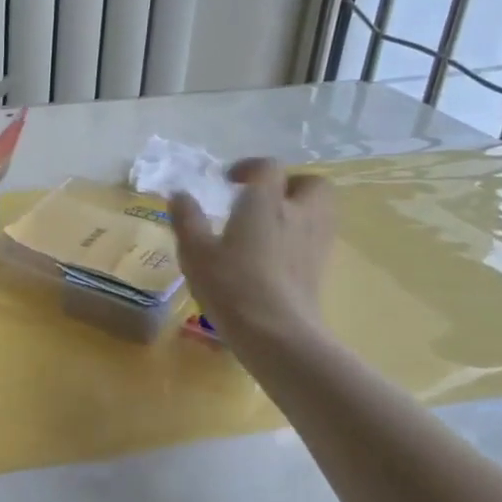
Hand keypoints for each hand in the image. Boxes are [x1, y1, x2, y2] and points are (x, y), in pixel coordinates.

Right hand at [170, 158, 334, 342]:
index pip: (268, 168)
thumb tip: (179, 194)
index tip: (229, 181)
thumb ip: (187, 219)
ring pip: (321, 210)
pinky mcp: (322, 267)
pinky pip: (317, 237)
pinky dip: (301, 236)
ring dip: (299, 208)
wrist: (277, 333)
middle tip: (261, 200)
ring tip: (270, 226)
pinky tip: (277, 254)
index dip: (249, 167)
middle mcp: (298, 213)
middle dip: (288, 184)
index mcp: (265, 202)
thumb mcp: (196, 252)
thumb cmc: (232, 286)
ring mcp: (316, 241)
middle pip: (310, 183)